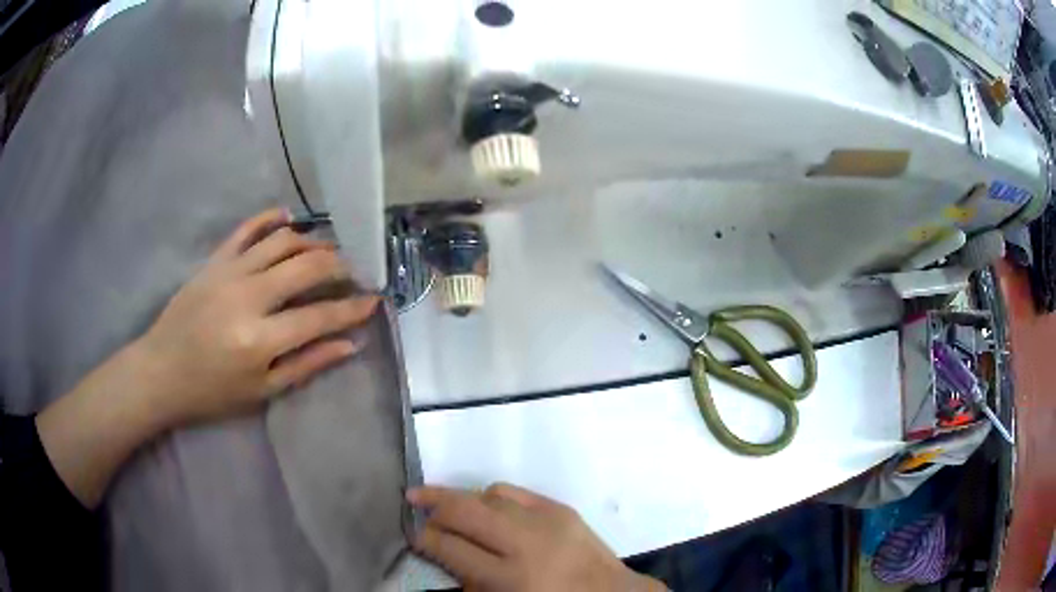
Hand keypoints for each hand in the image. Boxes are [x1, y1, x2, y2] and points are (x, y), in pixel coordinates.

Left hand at [135, 207, 378, 425]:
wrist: (161, 372)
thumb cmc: (211, 391)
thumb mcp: (262, 391)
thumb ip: (307, 365)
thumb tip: (349, 345)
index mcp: (260, 339)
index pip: (319, 316)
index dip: (352, 308)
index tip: (374, 300)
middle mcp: (248, 297)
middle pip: (306, 267)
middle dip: (340, 266)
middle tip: (355, 270)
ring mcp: (229, 272)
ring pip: (282, 242)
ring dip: (313, 241)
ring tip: (329, 249)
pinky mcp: (214, 261)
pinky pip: (247, 229)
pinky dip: (270, 218)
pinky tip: (289, 217)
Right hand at [408, 484, 664, 591]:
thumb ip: (470, 583)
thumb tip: (442, 553)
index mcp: (510, 578)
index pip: (453, 549)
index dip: (425, 539)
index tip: (412, 533)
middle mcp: (525, 544)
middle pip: (466, 512)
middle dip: (434, 503)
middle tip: (412, 500)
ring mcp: (546, 521)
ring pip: (488, 496)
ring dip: (461, 497)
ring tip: (443, 501)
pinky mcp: (561, 508)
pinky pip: (515, 491)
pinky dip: (492, 495)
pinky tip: (483, 503)